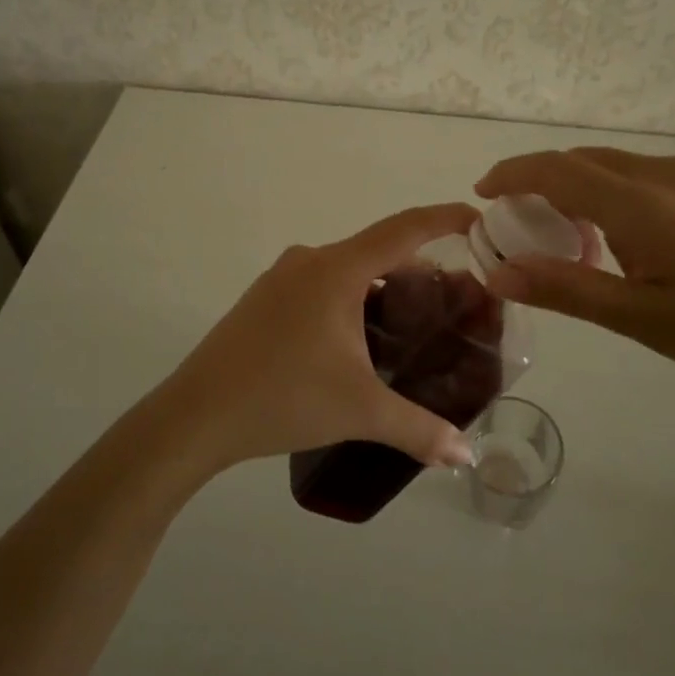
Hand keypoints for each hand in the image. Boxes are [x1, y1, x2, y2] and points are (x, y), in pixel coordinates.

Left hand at [149, 203, 483, 472]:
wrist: (196, 415)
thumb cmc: (282, 398)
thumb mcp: (359, 411)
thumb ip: (419, 430)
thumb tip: (465, 456)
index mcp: (336, 270)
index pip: (404, 230)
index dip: (444, 219)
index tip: (479, 219)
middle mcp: (310, 260)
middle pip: (378, 249)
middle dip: (419, 267)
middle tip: (454, 297)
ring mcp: (282, 278)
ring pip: (348, 268)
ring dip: (383, 285)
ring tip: (413, 321)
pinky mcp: (265, 299)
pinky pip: (323, 284)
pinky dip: (353, 297)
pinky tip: (361, 337)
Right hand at [475, 149, 674, 412]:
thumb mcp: (643, 321)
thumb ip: (565, 288)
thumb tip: (495, 271)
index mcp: (643, 204)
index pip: (556, 170)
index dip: (512, 174)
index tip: (485, 192)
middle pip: (592, 162)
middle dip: (551, 183)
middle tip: (535, 222)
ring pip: (637, 169)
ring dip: (602, 191)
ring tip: (603, 239)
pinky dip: (649, 194)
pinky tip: (671, 237)